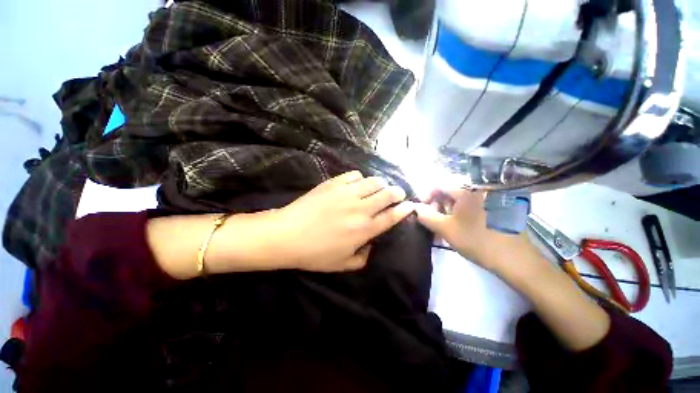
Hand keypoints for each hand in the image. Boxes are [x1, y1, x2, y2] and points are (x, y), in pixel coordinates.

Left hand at [270, 171, 414, 271]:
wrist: (287, 235)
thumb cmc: (314, 253)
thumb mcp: (342, 264)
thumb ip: (363, 258)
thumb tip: (371, 245)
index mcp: (364, 229)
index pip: (392, 216)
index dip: (405, 209)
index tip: (410, 205)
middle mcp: (360, 208)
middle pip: (387, 194)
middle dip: (397, 192)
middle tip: (397, 193)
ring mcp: (347, 193)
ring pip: (374, 181)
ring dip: (381, 183)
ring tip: (379, 187)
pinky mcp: (334, 183)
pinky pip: (354, 175)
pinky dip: (361, 178)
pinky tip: (357, 183)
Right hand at [414, 189, 534, 272]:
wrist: (517, 260)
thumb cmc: (478, 241)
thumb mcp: (446, 229)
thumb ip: (426, 216)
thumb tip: (415, 207)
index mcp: (467, 190)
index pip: (439, 185)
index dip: (426, 196)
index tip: (421, 209)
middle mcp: (479, 190)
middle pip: (450, 194)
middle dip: (437, 207)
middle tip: (432, 223)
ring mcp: (490, 199)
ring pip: (461, 202)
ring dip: (448, 214)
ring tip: (443, 230)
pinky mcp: (497, 209)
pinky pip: (473, 208)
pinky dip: (461, 216)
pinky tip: (458, 230)